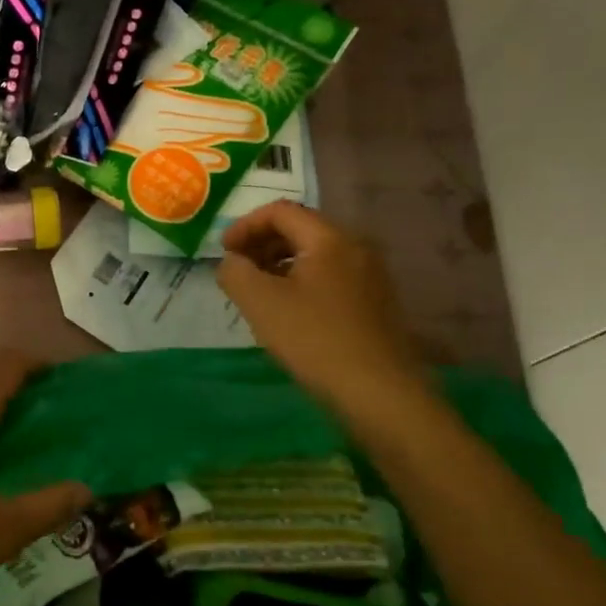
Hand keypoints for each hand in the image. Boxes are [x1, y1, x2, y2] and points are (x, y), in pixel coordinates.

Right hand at [218, 202, 424, 413]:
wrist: (380, 393)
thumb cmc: (315, 341)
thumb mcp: (260, 303)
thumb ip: (235, 272)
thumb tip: (233, 262)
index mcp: (329, 238)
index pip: (280, 212)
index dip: (245, 226)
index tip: (224, 253)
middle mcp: (356, 247)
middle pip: (300, 230)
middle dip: (262, 245)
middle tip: (239, 272)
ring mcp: (371, 275)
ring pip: (316, 255)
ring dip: (281, 265)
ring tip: (260, 295)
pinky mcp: (376, 303)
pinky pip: (332, 278)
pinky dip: (303, 283)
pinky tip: (290, 314)